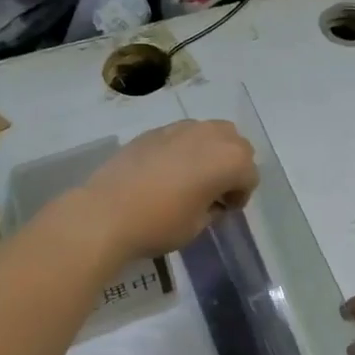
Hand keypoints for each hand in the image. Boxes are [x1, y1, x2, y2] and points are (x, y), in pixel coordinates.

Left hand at [80, 120, 257, 262]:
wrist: (105, 213)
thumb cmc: (159, 224)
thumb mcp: (197, 226)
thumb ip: (213, 208)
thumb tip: (212, 201)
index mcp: (229, 160)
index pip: (249, 175)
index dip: (241, 195)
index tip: (225, 210)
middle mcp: (210, 136)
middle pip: (236, 144)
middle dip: (232, 165)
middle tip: (215, 190)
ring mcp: (180, 128)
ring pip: (210, 131)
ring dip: (211, 151)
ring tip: (193, 176)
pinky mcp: (154, 131)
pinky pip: (182, 134)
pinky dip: (185, 148)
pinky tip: (167, 171)